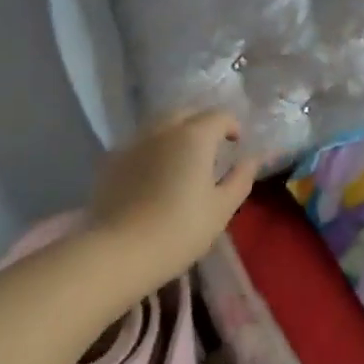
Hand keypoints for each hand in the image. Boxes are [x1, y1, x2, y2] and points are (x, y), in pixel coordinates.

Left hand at [88, 109, 261, 287]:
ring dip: (176, 134)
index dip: (232, 126)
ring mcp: (134, 142)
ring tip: (182, 161)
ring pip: (160, 126)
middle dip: (202, 124)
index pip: (219, 116)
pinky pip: (140, 143)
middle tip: (211, 149)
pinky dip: (153, 149)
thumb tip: (251, 159)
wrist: (119, 250)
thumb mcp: (221, 209)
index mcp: (194, 137)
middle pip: (186, 113)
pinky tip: (154, 175)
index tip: (236, 144)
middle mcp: (163, 130)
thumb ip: (240, 179)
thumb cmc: (179, 230)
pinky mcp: (112, 160)